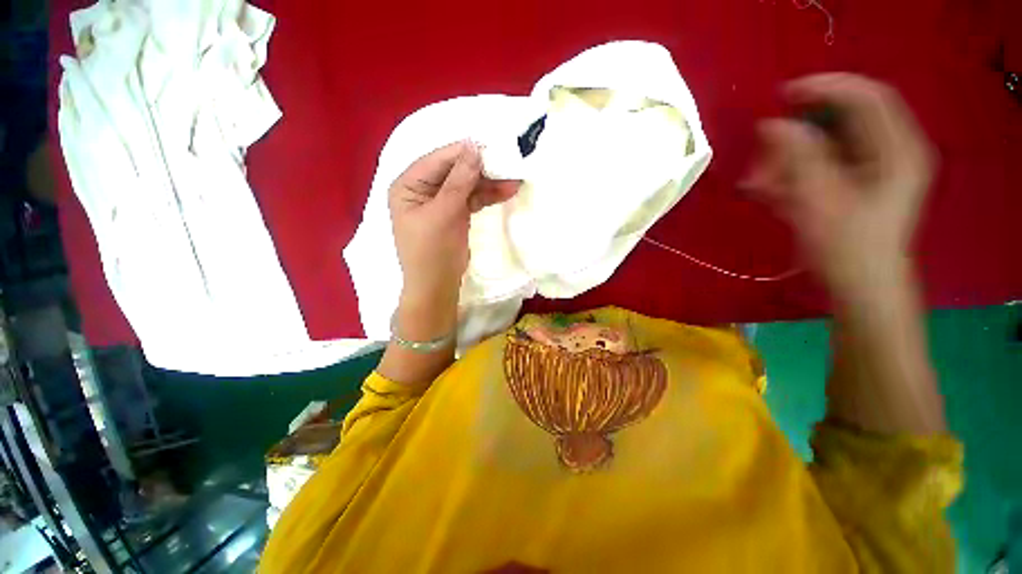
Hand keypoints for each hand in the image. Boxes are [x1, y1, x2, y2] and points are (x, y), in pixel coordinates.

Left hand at [389, 140, 518, 306]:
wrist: (437, 288)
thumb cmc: (432, 253)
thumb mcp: (444, 215)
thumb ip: (458, 182)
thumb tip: (473, 148)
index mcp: (408, 185)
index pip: (437, 160)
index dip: (464, 153)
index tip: (492, 147)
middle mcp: (422, 189)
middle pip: (454, 171)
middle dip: (481, 170)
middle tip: (508, 164)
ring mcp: (440, 202)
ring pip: (466, 185)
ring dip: (489, 183)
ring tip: (514, 180)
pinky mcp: (454, 214)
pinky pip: (471, 199)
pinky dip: (487, 196)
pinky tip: (505, 192)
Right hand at [746, 74, 933, 300]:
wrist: (860, 289)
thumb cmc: (848, 249)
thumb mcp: (820, 201)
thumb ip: (798, 158)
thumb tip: (772, 124)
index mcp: (896, 149)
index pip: (865, 97)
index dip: (826, 88)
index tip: (784, 94)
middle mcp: (888, 152)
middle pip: (841, 123)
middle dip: (798, 133)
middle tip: (764, 150)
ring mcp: (870, 171)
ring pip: (824, 147)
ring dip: (788, 158)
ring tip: (759, 179)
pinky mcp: (852, 187)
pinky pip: (818, 168)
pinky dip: (791, 174)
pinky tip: (766, 189)